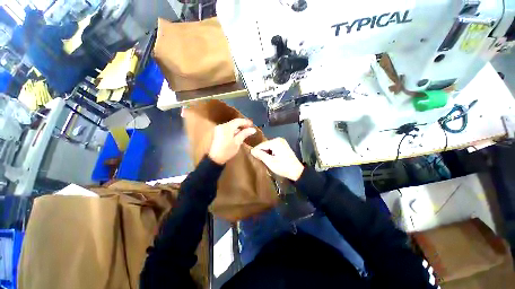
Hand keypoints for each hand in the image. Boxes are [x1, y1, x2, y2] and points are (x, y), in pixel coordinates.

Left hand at [208, 118, 255, 164]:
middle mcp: (221, 126)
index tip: (252, 125)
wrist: (213, 159)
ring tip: (244, 133)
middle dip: (241, 125)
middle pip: (233, 123)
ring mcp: (217, 129)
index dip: (246, 122)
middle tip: (249, 129)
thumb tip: (252, 129)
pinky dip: (232, 131)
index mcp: (227, 127)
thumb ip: (244, 134)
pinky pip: (226, 129)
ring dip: (237, 128)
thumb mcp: (237, 142)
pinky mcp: (216, 134)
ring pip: (229, 126)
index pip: (238, 121)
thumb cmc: (226, 151)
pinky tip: (236, 136)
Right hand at [251, 138, 303, 180]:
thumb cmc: (283, 167)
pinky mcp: (283, 145)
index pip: (261, 145)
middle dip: (261, 152)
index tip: (252, 158)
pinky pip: (273, 147)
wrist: (297, 171)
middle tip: (258, 160)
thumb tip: (251, 150)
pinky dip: (270, 152)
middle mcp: (278, 139)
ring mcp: (281, 142)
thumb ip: (260, 155)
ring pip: (268, 146)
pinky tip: (269, 159)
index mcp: (275, 142)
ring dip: (265, 153)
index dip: (256, 151)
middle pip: (265, 145)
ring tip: (263, 160)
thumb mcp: (270, 162)